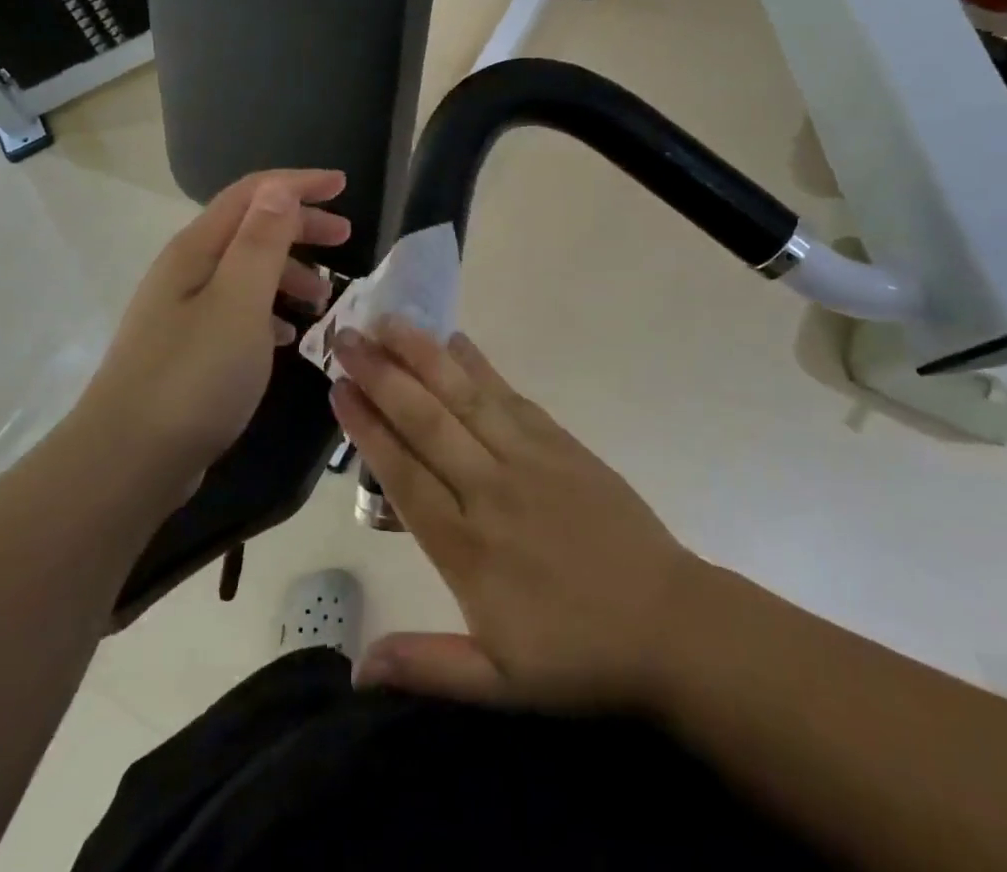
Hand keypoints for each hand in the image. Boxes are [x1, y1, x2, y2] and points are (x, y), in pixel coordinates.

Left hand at [83, 169, 349, 482]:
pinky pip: (237, 310)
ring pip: (246, 271)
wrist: (127, 462)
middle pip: (250, 228)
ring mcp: (182, 311)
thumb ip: (261, 242)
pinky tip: (287, 334)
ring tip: (323, 297)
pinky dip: (269, 310)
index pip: (252, 194)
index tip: (343, 186)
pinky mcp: (186, 348)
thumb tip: (279, 188)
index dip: (299, 184)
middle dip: (300, 225)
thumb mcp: (239, 302)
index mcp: (196, 250)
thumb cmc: (194, 377)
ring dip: (288, 271)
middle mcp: (186, 271)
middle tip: (345, 238)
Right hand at [330, 319, 700, 712]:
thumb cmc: (578, 656)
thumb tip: (355, 670)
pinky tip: (456, 342)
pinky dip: (480, 367)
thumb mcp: (499, 685)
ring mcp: (528, 459)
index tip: (338, 389)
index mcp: (467, 548)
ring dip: (424, 356)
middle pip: (427, 422)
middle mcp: (490, 490)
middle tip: (347, 337)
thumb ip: (426, 667)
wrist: (669, 623)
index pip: (403, 475)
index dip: (366, 429)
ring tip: (390, 321)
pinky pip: (511, 396)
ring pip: (466, 398)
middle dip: (382, 376)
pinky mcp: (561, 443)